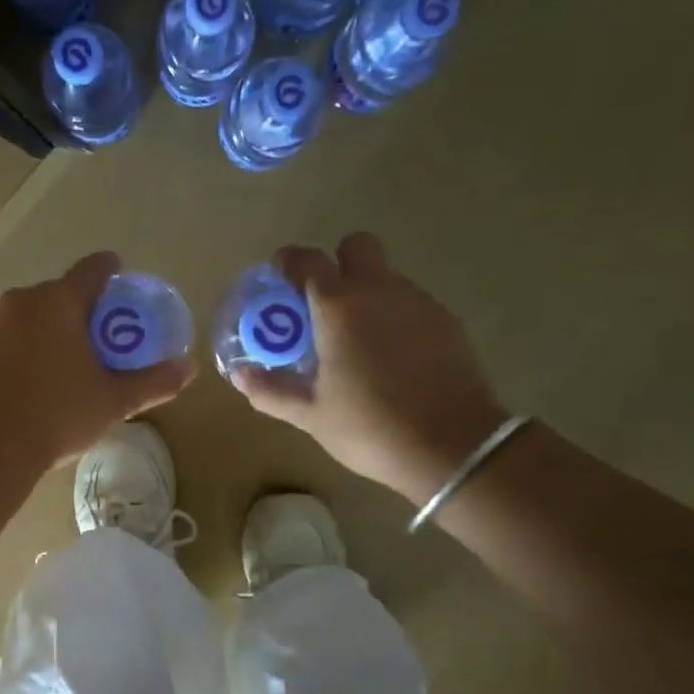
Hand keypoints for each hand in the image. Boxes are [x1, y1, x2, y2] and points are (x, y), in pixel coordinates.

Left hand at [0, 252, 193, 473]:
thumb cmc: (58, 415)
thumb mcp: (113, 401)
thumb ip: (152, 382)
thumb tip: (189, 368)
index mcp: (58, 302)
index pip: (91, 271)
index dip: (109, 270)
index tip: (118, 274)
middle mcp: (20, 302)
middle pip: (58, 295)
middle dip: (78, 310)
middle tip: (97, 337)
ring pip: (27, 317)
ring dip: (46, 330)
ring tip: (62, 362)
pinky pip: (5, 340)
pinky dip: (20, 350)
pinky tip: (29, 381)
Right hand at [234, 233, 508, 505]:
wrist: (453, 446)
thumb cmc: (369, 427)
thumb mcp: (312, 415)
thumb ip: (273, 390)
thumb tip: (241, 376)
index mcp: (340, 307)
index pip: (308, 260)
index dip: (289, 262)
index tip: (279, 278)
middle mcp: (381, 291)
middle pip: (357, 247)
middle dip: (336, 263)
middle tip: (322, 305)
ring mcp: (419, 302)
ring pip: (386, 277)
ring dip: (365, 294)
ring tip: (355, 341)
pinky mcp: (447, 322)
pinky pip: (410, 303)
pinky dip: (393, 317)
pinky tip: (390, 358)